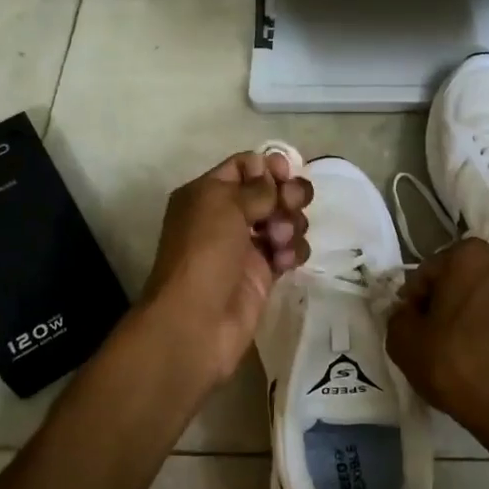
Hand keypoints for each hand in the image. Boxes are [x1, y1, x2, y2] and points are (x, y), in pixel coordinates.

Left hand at [139, 150, 311, 385]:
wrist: (197, 322)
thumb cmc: (204, 253)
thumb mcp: (224, 206)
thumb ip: (256, 187)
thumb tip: (272, 174)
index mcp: (208, 194)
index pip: (244, 166)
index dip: (267, 166)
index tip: (285, 174)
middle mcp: (226, 217)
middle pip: (269, 192)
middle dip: (287, 195)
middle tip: (290, 206)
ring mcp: (246, 246)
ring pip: (284, 220)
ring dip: (290, 224)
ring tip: (280, 241)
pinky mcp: (264, 273)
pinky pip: (288, 251)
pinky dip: (292, 251)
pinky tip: (285, 262)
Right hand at [385, 238, 488, 457]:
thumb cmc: (459, 367)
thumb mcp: (404, 343)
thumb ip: (398, 317)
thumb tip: (408, 313)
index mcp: (470, 256)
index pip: (427, 273)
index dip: (414, 302)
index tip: (413, 329)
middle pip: (460, 280)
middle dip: (445, 303)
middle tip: (434, 338)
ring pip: (487, 296)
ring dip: (472, 314)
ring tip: (462, 350)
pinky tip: (487, 357)